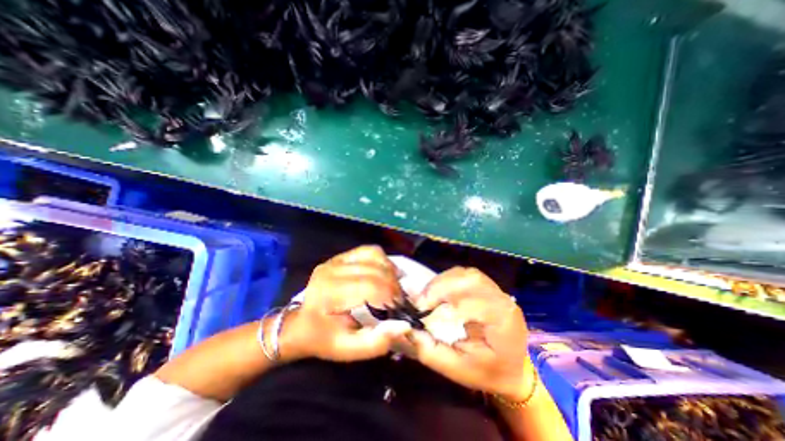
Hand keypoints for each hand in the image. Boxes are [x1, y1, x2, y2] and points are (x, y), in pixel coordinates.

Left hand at [280, 246, 411, 362]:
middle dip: (393, 284)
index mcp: (331, 293)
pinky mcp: (340, 256)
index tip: (399, 307)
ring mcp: (336, 260)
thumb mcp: (347, 349)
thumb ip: (376, 342)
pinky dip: (381, 260)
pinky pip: (368, 250)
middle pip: (375, 269)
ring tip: (392, 285)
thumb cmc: (323, 338)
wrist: (299, 323)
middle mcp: (333, 270)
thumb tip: (404, 325)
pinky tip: (383, 273)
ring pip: (374, 254)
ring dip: (389, 269)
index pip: (371, 286)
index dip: (391, 295)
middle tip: (399, 298)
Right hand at [408, 267, 529, 401]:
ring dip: (442, 281)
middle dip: (440, 287)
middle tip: (421, 302)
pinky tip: (438, 292)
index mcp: (504, 320)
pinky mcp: (486, 285)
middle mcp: (502, 298)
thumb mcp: (459, 370)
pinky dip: (446, 279)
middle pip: (470, 279)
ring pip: (465, 273)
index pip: (474, 301)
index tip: (422, 312)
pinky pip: (463, 274)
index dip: (446, 302)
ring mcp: (495, 288)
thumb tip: (407, 329)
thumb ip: (432, 352)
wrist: (512, 367)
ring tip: (427, 297)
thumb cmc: (489, 371)